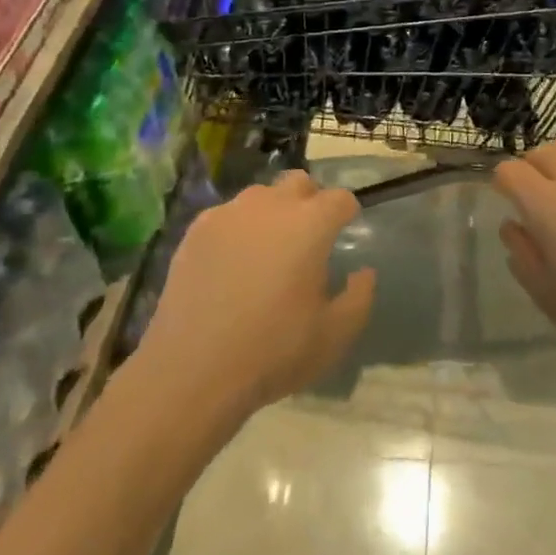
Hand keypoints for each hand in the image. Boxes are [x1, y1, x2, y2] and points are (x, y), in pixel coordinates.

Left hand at [138, 171, 375, 421]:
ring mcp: (230, 213)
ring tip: (267, 251)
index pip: (340, 199)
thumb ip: (359, 297)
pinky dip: (237, 229)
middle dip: (310, 201)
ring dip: (272, 213)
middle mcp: (271, 205)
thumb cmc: (273, 352)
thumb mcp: (334, 336)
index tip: (345, 231)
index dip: (347, 213)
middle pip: (300, 183)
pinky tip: (231, 264)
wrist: (192, 371)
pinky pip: (228, 215)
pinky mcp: (197, 229)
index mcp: (310, 224)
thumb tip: (363, 271)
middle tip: (307, 239)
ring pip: (261, 196)